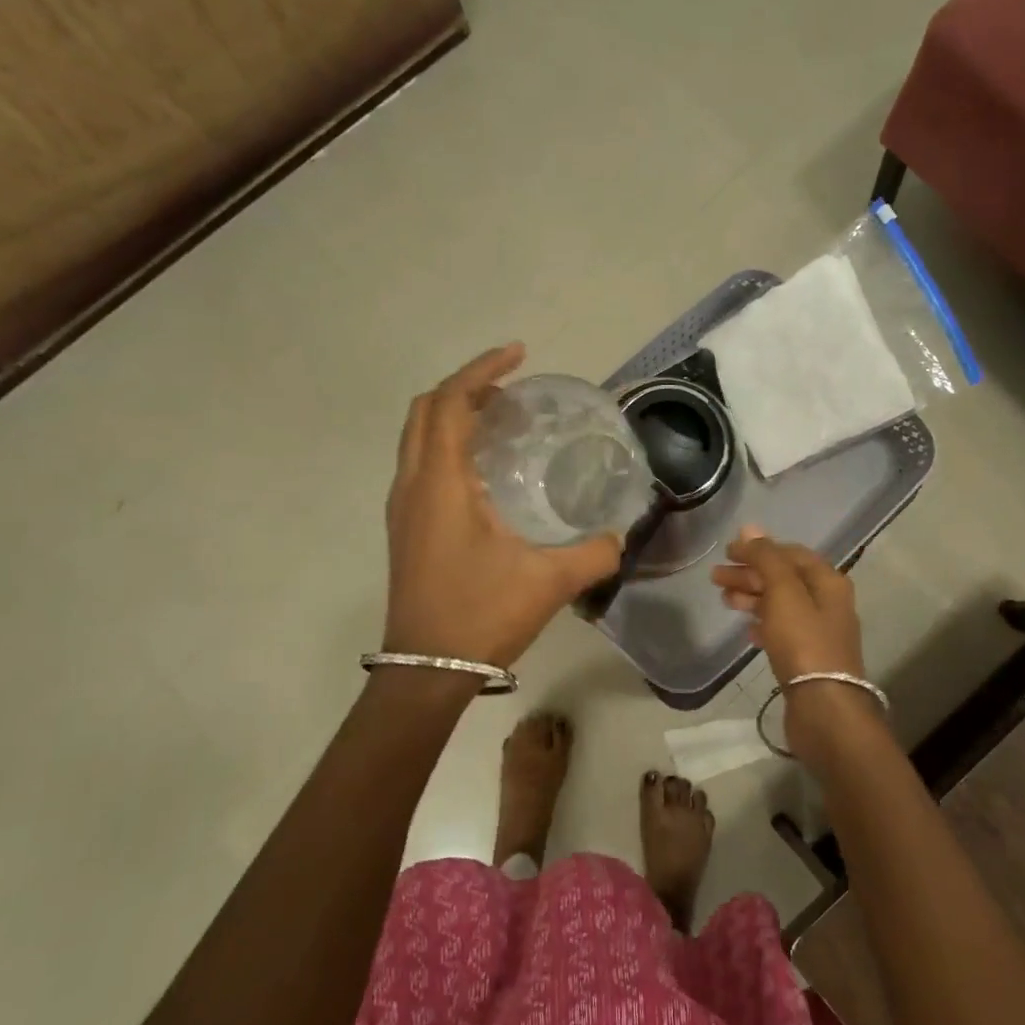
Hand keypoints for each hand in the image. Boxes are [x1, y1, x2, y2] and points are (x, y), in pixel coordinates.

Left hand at [384, 343, 622, 667]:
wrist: (425, 670)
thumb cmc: (481, 616)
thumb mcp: (549, 582)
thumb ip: (595, 554)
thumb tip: (622, 537)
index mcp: (441, 484)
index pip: (449, 403)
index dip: (482, 370)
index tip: (519, 355)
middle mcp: (413, 485)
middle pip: (425, 410)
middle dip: (465, 387)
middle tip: (511, 388)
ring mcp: (402, 508)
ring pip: (418, 437)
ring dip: (452, 415)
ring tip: (499, 419)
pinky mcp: (404, 529)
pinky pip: (420, 464)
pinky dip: (446, 444)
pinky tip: (483, 469)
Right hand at [711, 526, 866, 678]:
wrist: (824, 707)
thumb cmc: (803, 642)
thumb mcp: (783, 592)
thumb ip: (766, 558)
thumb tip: (750, 528)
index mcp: (828, 581)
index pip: (790, 553)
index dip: (759, 549)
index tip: (728, 552)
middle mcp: (828, 602)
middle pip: (784, 578)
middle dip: (750, 574)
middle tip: (715, 577)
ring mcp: (819, 632)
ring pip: (781, 604)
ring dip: (752, 597)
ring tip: (724, 600)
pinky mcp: (808, 658)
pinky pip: (782, 631)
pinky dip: (763, 623)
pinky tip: (746, 630)